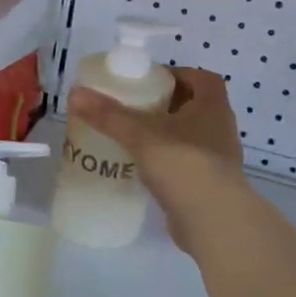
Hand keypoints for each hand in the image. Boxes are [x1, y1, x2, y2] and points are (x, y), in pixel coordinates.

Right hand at [68, 67, 246, 248]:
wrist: (213, 221)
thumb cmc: (184, 164)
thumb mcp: (141, 135)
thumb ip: (108, 115)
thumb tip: (75, 94)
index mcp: (213, 107)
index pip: (203, 79)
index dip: (179, 75)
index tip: (150, 81)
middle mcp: (220, 129)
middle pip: (195, 107)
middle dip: (166, 105)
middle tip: (133, 108)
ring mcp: (218, 160)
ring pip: (190, 137)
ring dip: (166, 135)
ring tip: (133, 138)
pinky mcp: (209, 186)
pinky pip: (186, 165)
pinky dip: (167, 163)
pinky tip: (142, 169)